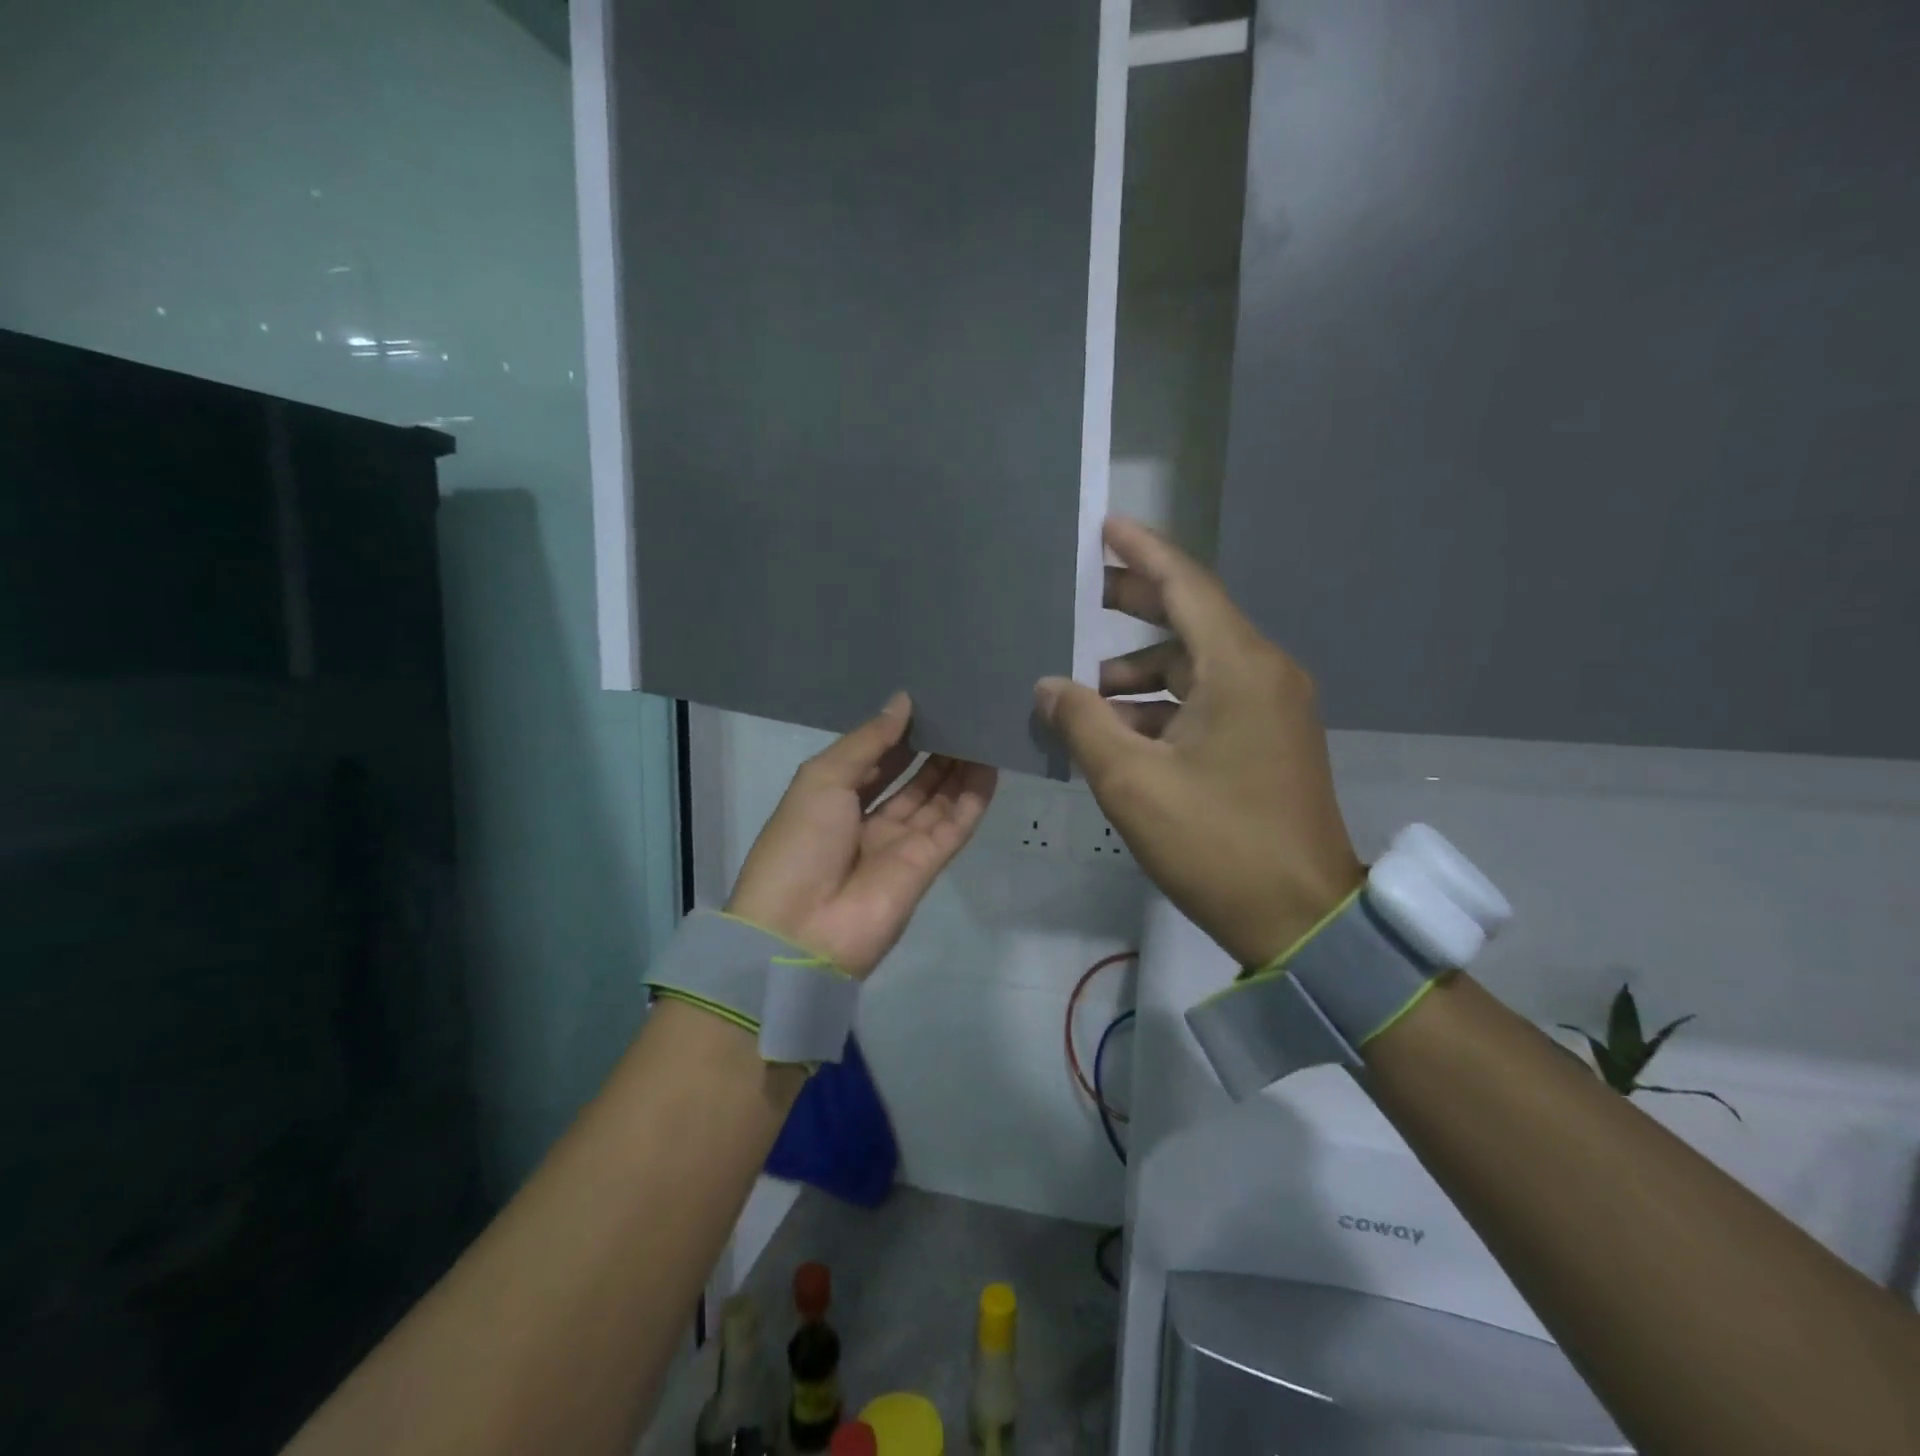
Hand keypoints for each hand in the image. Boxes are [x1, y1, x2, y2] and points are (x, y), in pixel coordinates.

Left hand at [727, 694, 997, 978]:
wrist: (802, 931)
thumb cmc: (801, 844)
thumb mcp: (822, 779)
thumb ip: (867, 742)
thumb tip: (903, 701)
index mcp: (834, 799)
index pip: (876, 759)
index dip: (900, 733)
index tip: (929, 700)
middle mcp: (869, 820)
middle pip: (911, 778)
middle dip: (934, 747)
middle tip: (964, 710)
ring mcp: (900, 844)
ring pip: (937, 798)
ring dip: (958, 767)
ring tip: (982, 727)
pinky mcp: (928, 865)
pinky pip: (955, 825)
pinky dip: (973, 798)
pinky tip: (991, 765)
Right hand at [1035, 518, 1362, 967]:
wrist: (1302, 918)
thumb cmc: (1216, 843)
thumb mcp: (1133, 783)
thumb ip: (1084, 723)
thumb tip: (1049, 687)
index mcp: (1239, 668)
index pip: (1186, 585)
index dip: (1142, 551)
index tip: (1105, 526)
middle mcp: (1263, 673)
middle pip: (1190, 621)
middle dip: (1132, 608)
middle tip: (1078, 598)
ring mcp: (1272, 709)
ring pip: (1194, 668)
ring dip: (1138, 674)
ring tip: (1082, 693)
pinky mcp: (1269, 741)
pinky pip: (1208, 701)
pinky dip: (1162, 706)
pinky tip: (1119, 732)